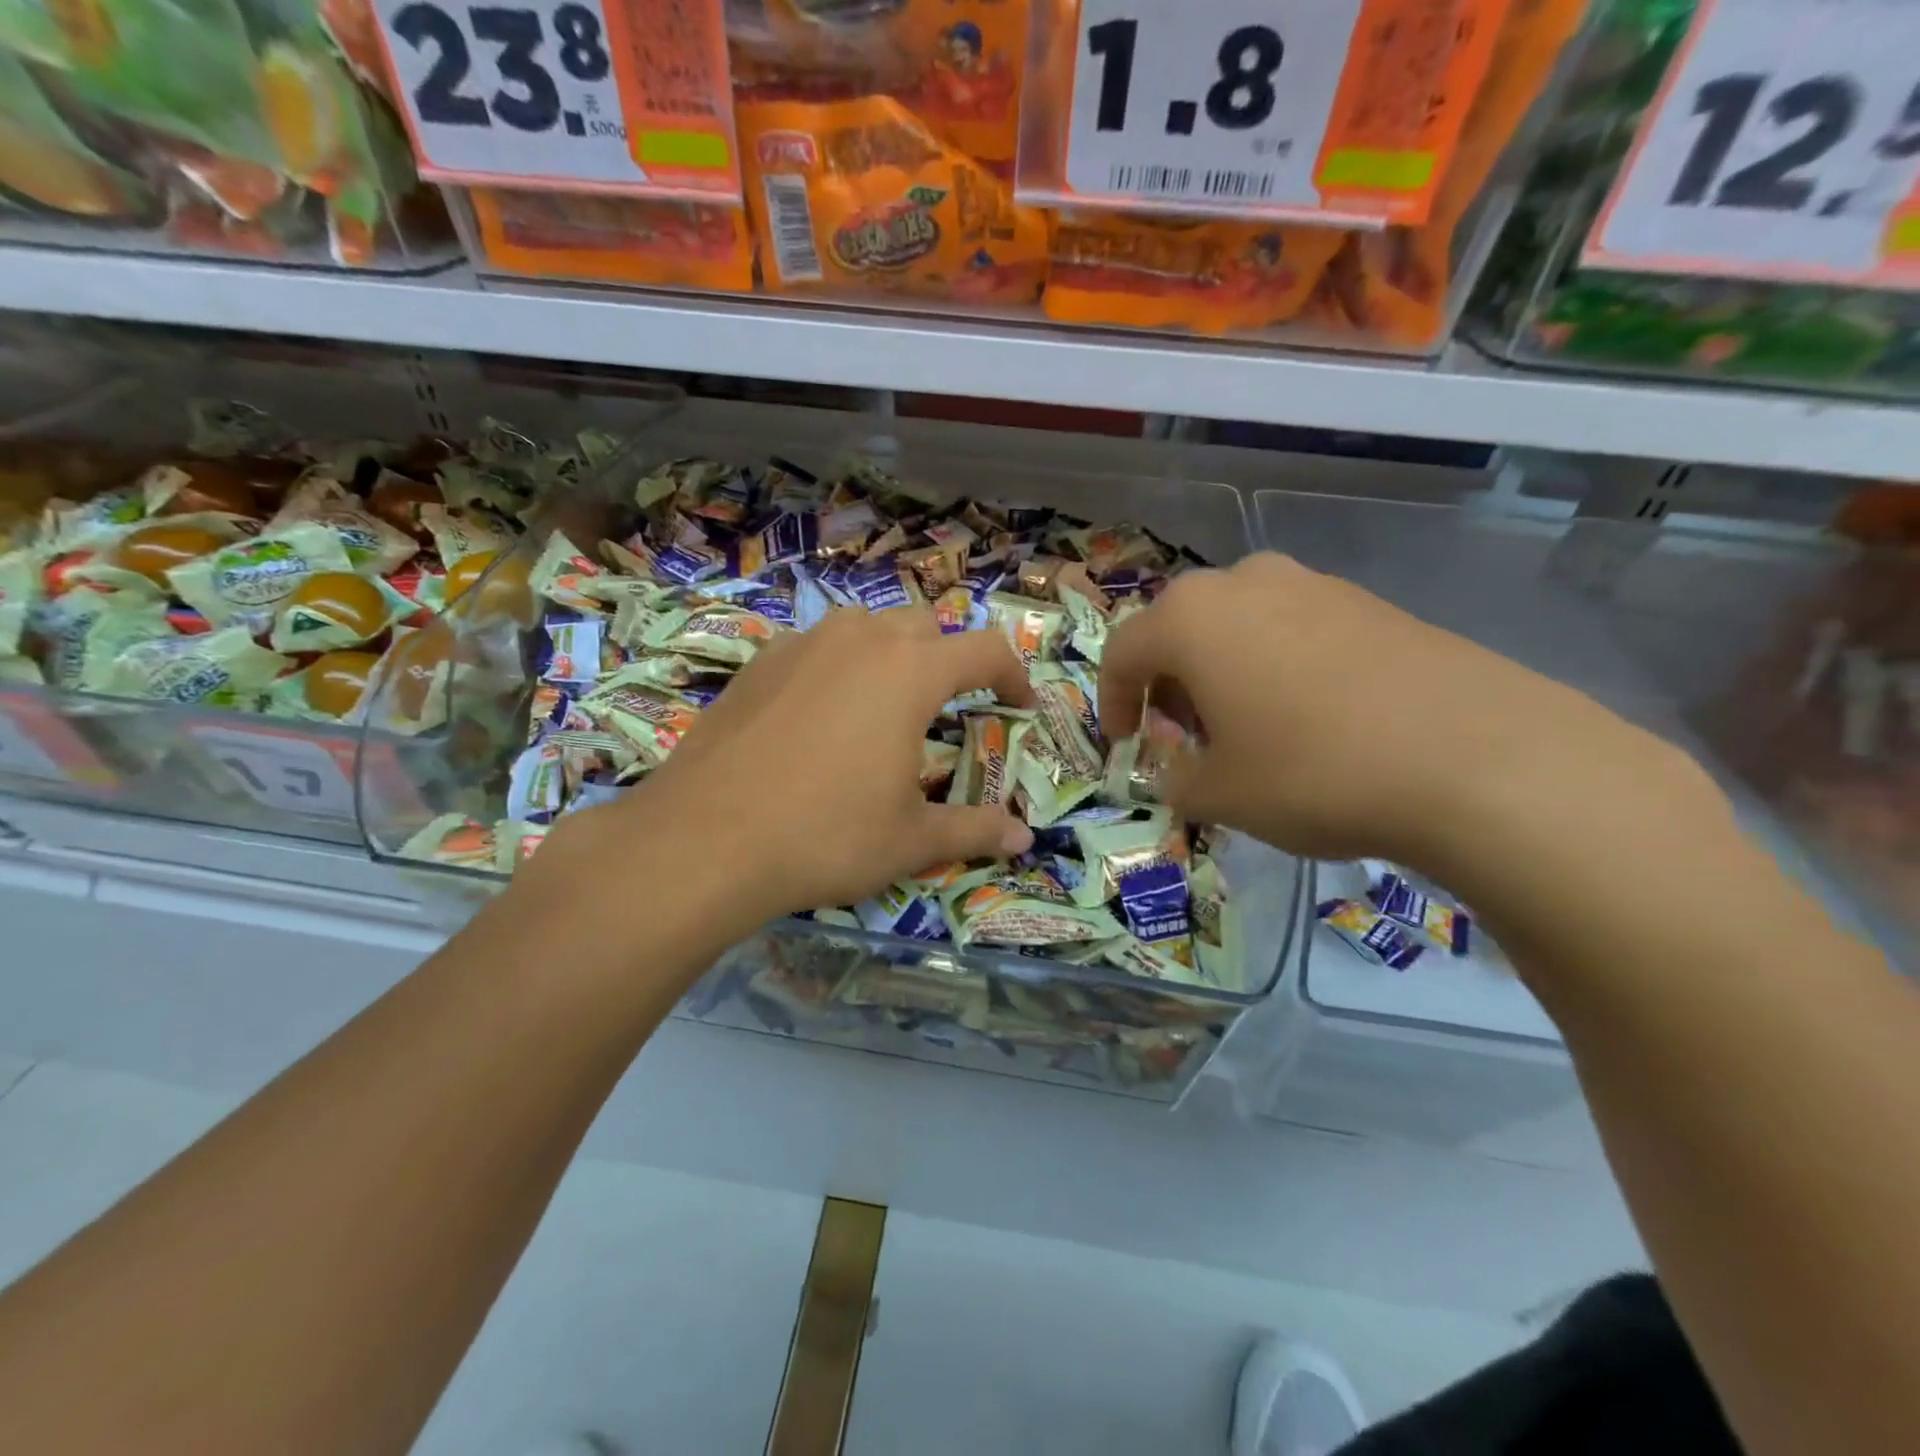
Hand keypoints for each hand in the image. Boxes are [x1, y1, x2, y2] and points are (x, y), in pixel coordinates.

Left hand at [553, 607, 1034, 932]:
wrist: (704, 840)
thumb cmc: (826, 835)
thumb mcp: (911, 839)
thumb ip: (975, 831)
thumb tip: (1026, 840)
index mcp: (910, 672)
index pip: (984, 650)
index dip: (1013, 675)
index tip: (1019, 706)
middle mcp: (859, 641)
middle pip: (925, 625)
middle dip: (950, 658)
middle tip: (951, 706)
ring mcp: (801, 645)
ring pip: (865, 626)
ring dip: (891, 652)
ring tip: (888, 701)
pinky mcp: (757, 663)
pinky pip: (815, 646)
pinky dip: (837, 666)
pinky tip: (822, 713)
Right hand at [1099, 552, 1707, 868]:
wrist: (1475, 758)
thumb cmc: (1312, 772)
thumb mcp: (1220, 795)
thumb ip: (1176, 781)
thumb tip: (1179, 773)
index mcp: (1191, 618)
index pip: (1122, 653)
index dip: (1113, 702)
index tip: (1126, 744)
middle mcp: (1245, 583)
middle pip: (1180, 630)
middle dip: (1169, 684)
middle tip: (1183, 736)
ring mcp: (1314, 585)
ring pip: (1239, 625)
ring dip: (1222, 672)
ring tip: (1245, 728)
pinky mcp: (1370, 603)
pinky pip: (1295, 629)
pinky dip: (1277, 667)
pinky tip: (1309, 718)